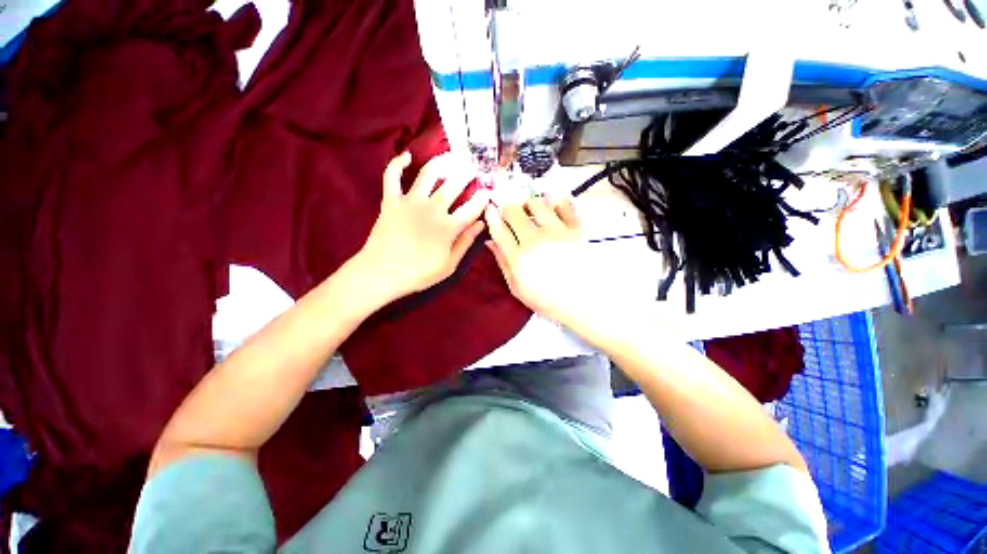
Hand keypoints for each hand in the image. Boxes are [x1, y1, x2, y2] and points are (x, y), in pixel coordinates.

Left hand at [357, 152, 489, 300]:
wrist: (382, 273)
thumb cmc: (419, 273)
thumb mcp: (449, 265)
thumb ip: (465, 243)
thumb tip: (481, 224)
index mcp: (448, 227)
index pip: (472, 208)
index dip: (483, 198)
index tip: (488, 191)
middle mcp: (432, 208)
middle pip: (453, 185)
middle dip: (467, 174)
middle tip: (473, 168)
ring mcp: (410, 202)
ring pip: (428, 174)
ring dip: (441, 162)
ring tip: (450, 157)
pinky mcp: (391, 201)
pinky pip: (392, 176)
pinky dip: (397, 163)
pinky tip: (406, 155)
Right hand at [484, 196, 602, 326]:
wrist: (584, 302)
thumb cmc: (549, 300)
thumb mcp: (517, 288)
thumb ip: (503, 262)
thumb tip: (491, 242)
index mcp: (519, 258)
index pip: (499, 229)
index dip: (491, 216)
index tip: (490, 211)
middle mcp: (536, 240)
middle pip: (514, 210)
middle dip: (508, 209)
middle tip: (512, 215)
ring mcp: (557, 232)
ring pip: (537, 202)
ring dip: (530, 204)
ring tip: (532, 212)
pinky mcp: (576, 229)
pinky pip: (565, 204)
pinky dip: (556, 202)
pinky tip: (554, 208)